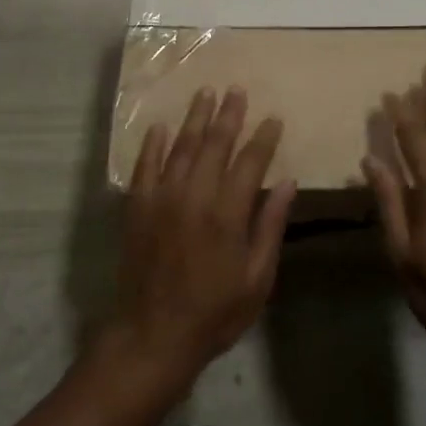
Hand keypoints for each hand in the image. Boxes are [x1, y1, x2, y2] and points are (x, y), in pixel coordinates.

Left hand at [111, 86, 295, 390]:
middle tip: (237, 90)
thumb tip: (288, 183)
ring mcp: (161, 199)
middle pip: (214, 144)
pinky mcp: (137, 208)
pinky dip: (153, 145)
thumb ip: (270, 226)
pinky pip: (145, 167)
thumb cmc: (214, 312)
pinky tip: (160, 127)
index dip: (263, 138)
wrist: (152, 335)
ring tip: (206, 93)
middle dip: (228, 115)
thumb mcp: (257, 278)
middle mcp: (194, 196)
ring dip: (195, 118)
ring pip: (180, 147)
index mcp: (228, 213)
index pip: (250, 162)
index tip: (273, 118)